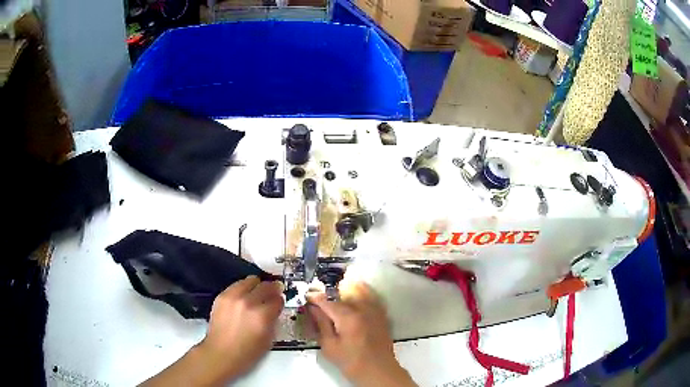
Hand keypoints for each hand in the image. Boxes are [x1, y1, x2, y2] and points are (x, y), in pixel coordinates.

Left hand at [198, 275, 284, 379]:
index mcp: (262, 316)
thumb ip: (273, 320)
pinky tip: (243, 298)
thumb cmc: (247, 353)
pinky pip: (236, 285)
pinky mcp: (222, 296)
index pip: (278, 299)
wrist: (221, 353)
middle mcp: (248, 303)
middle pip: (266, 286)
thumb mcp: (269, 339)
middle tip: (273, 293)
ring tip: (257, 293)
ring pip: (251, 280)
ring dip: (257, 286)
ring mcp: (233, 297)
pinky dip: (243, 289)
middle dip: (272, 289)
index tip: (279, 302)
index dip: (280, 301)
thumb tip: (275, 308)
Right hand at [307, 282, 416, 386]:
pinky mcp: (382, 316)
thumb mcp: (329, 346)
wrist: (378, 370)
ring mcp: (375, 311)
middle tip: (321, 297)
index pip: (327, 302)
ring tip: (340, 288)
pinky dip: (365, 293)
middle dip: (331, 293)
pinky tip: (359, 293)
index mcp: (347, 318)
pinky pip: (373, 298)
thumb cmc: (350, 361)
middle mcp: (362, 310)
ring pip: (361, 291)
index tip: (308, 297)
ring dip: (349, 288)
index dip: (315, 298)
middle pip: (344, 294)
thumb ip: (321, 324)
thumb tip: (313, 309)